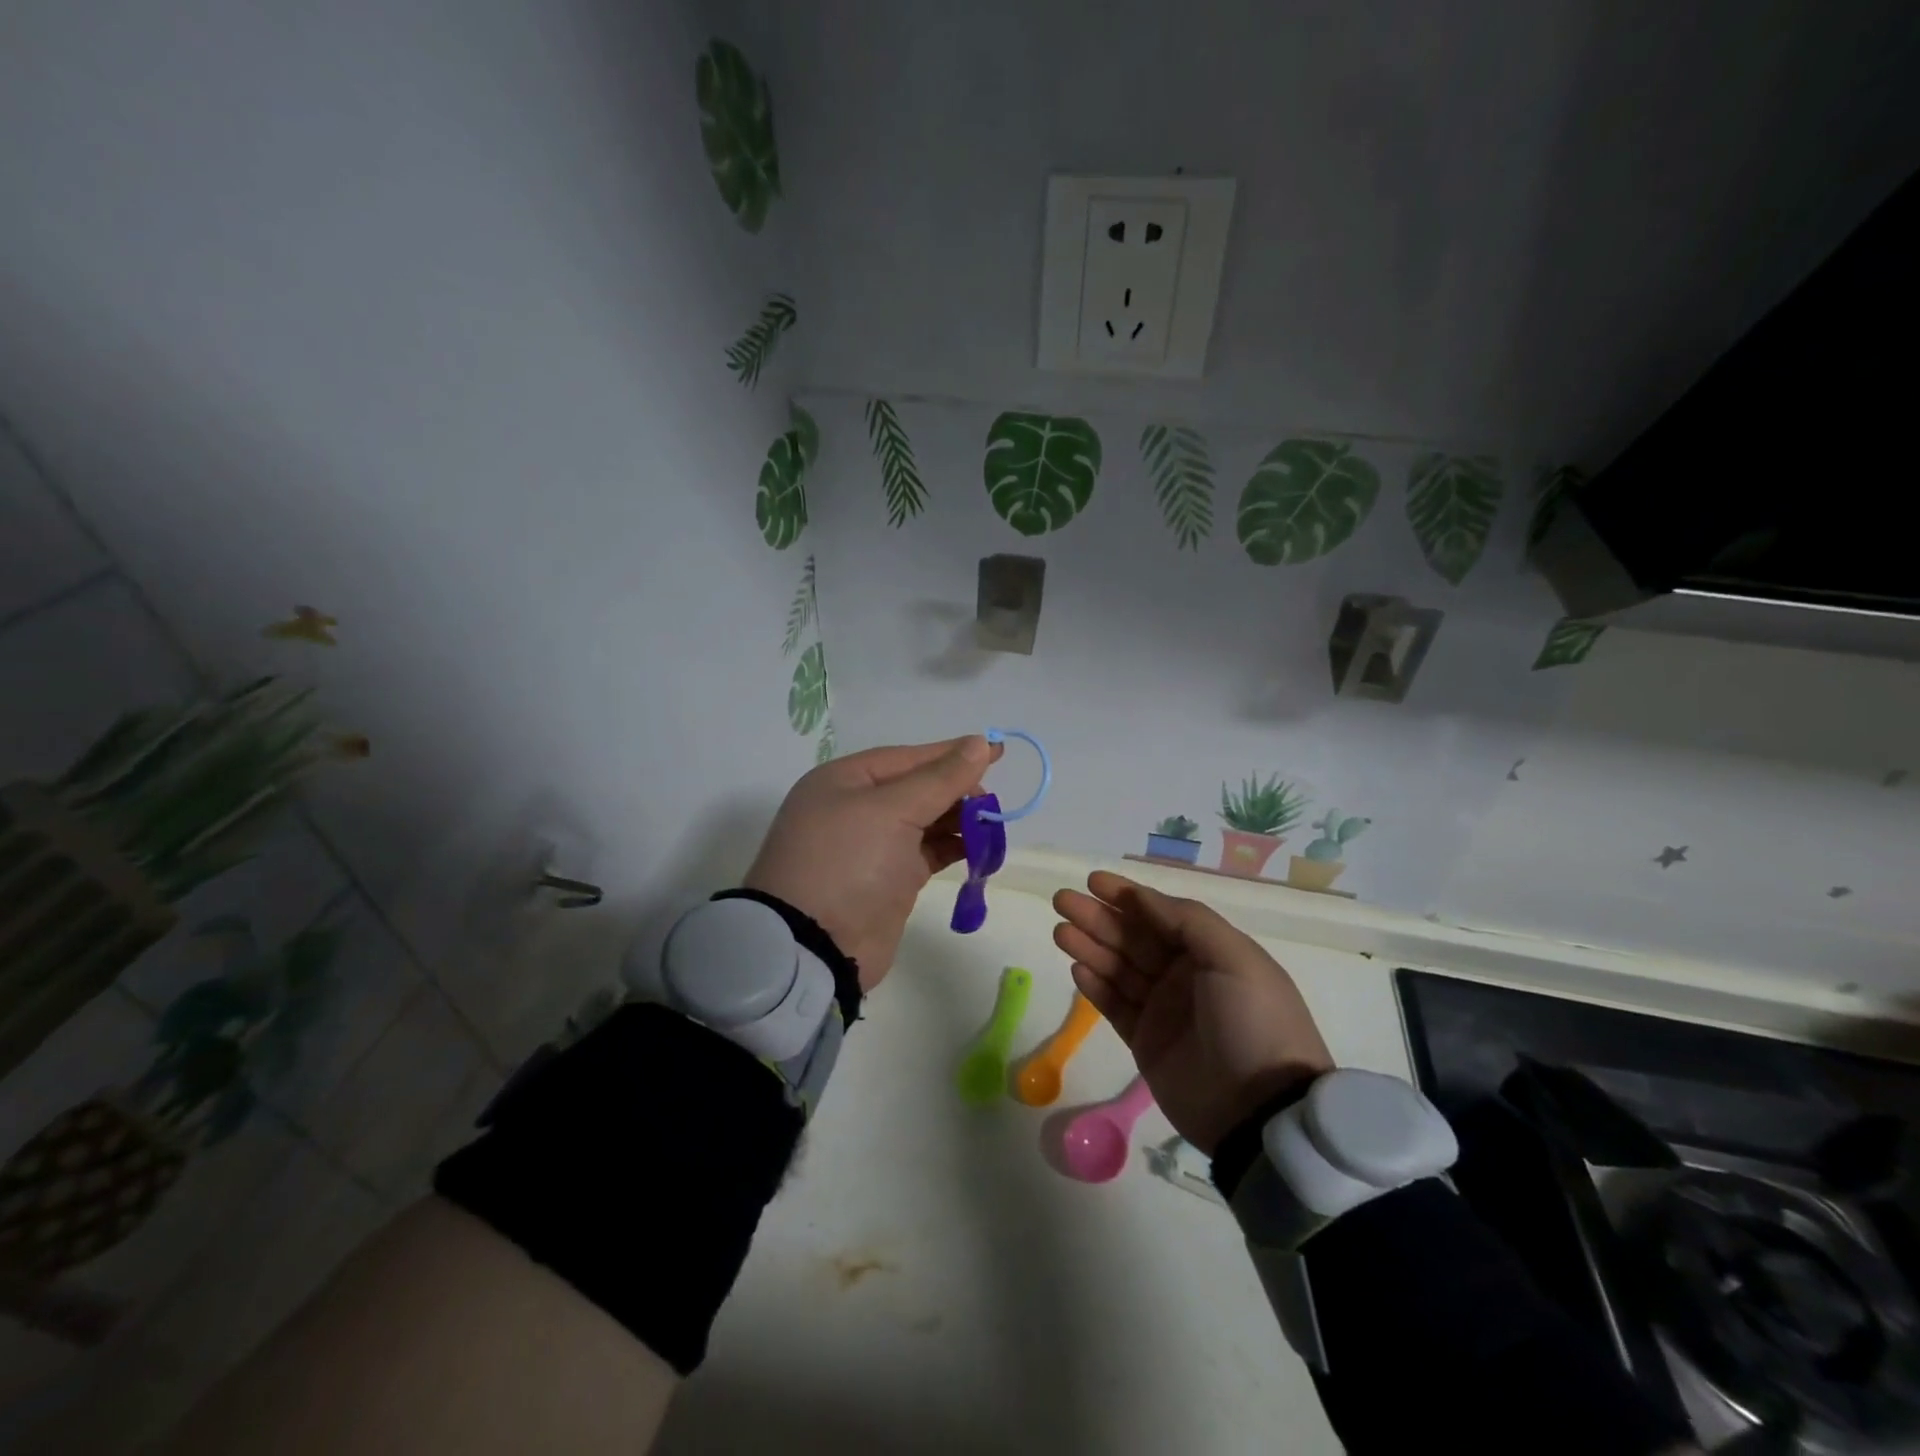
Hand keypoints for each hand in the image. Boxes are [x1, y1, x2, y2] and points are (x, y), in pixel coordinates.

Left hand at [745, 735, 1001, 990]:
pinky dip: (954, 847)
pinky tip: (981, 847)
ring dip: (960, 820)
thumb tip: (980, 743)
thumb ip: (940, 778)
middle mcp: (856, 808)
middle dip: (956, 790)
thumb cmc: (847, 863)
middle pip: (918, 787)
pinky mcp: (890, 880)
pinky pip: (929, 852)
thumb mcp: (892, 811)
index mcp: (844, 781)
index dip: (952, 753)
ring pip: (926, 820)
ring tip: (992, 824)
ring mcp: (873, 847)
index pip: (907, 757)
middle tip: (991, 801)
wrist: (815, 948)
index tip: (997, 751)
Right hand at [1052, 871, 1332, 1153]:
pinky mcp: (1146, 1042)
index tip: (1094, 882)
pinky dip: (1095, 986)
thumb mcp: (1234, 959)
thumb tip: (1140, 897)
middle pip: (1133, 938)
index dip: (1127, 896)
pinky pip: (1114, 1006)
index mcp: (1210, 952)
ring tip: (1060, 931)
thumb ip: (1187, 921)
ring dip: (1089, 947)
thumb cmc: (1253, 1022)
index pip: (1160, 914)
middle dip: (1098, 918)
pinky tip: (1077, 968)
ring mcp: (1163, 1010)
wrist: (1261, 1111)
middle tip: (1062, 901)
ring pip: (1118, 969)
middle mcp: (1184, 976)